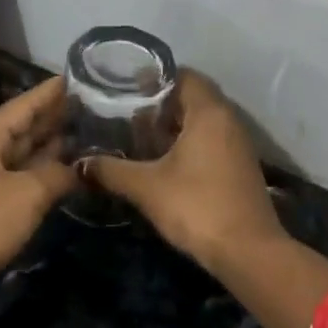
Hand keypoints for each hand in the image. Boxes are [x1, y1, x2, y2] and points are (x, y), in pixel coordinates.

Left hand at [0, 77, 78, 317]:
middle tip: (98, 107)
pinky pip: (18, 184)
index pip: (23, 104)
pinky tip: (68, 177)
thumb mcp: (25, 194)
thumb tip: (84, 166)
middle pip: (22, 129)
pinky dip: (42, 178)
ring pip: (21, 158)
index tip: (83, 76)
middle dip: (57, 119)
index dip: (53, 91)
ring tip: (91, 137)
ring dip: (52, 149)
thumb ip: (58, 174)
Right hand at [82, 72, 284, 270]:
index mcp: (209, 113)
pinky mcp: (240, 168)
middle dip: (160, 105)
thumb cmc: (197, 206)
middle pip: (193, 98)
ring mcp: (238, 145)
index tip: (125, 88)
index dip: (154, 78)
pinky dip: (188, 144)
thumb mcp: (146, 187)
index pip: (184, 76)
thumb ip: (111, 171)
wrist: (247, 251)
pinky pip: (211, 142)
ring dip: (174, 127)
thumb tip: (80, 164)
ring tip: (139, 138)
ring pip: (202, 123)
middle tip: (126, 114)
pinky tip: (163, 164)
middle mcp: (229, 121)